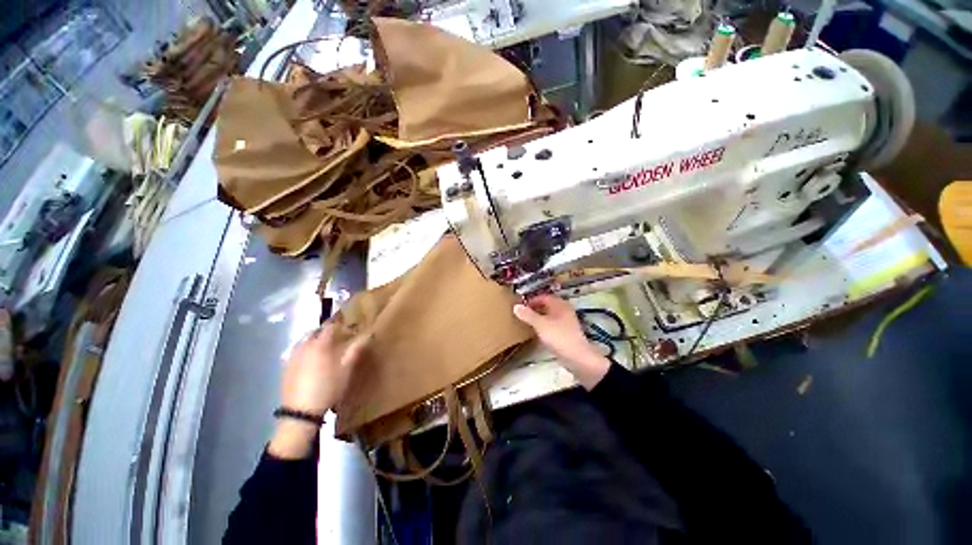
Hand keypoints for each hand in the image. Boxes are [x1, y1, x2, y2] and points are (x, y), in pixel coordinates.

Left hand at [269, 323, 367, 458]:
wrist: (300, 412)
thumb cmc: (328, 388)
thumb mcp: (346, 370)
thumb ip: (356, 350)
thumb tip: (368, 335)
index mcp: (320, 344)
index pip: (330, 326)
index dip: (340, 325)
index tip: (349, 329)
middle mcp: (304, 346)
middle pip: (315, 332)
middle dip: (326, 332)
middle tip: (337, 338)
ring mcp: (292, 356)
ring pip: (304, 341)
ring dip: (314, 340)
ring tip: (324, 349)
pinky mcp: (285, 367)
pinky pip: (296, 351)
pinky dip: (305, 350)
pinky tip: (310, 360)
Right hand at [513, 295, 609, 389]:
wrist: (577, 357)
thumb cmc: (559, 337)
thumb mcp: (540, 325)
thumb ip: (528, 315)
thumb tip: (516, 306)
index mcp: (560, 304)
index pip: (543, 297)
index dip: (532, 300)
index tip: (521, 306)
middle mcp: (565, 310)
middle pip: (547, 305)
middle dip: (535, 308)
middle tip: (523, 314)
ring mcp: (567, 322)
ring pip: (550, 315)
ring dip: (539, 317)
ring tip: (528, 322)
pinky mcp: (567, 333)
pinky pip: (553, 324)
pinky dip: (545, 325)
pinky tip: (538, 332)